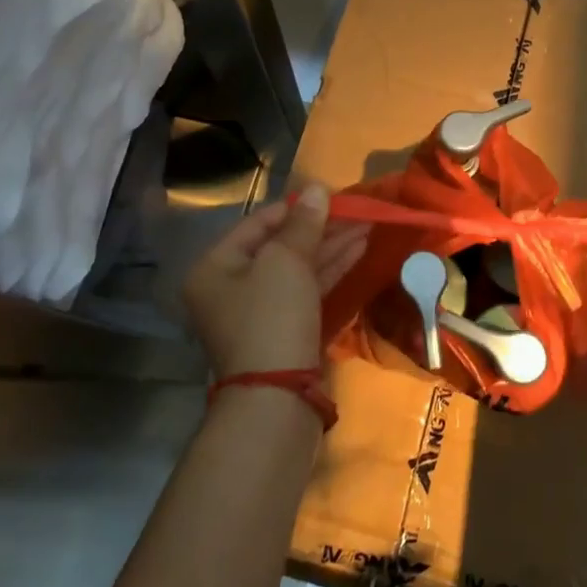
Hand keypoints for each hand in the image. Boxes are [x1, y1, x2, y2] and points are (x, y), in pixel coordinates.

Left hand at [183, 184, 369, 377]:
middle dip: (322, 227)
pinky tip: (359, 251)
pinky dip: (332, 270)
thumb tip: (318, 187)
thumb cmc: (272, 318)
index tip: (333, 195)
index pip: (259, 223)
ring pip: (300, 269)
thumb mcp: (286, 261)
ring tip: (368, 224)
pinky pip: (309, 291)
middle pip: (281, 246)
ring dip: (333, 246)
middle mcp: (233, 288)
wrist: (278, 399)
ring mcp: (261, 312)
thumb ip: (304, 223)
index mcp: (217, 267)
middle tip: (358, 210)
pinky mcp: (287, 331)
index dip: (297, 206)